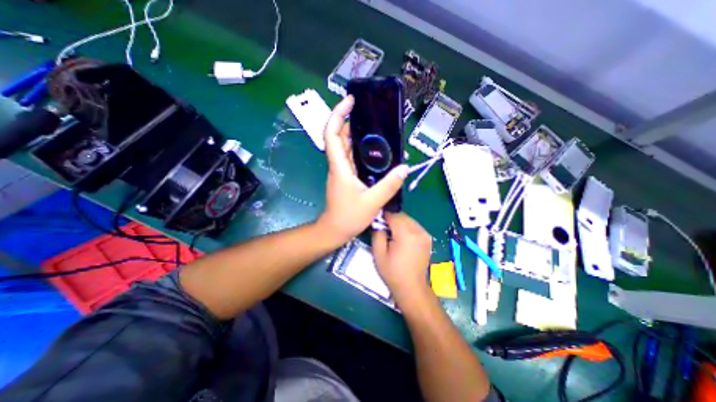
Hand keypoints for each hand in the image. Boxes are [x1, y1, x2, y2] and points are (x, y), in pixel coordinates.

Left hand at [317, 95, 410, 243]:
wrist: (335, 230)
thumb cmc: (349, 216)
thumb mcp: (372, 201)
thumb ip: (389, 185)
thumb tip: (405, 168)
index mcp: (340, 167)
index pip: (332, 134)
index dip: (338, 115)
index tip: (350, 102)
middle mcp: (338, 165)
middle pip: (339, 137)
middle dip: (349, 121)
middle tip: (368, 112)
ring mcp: (341, 171)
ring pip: (345, 147)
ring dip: (356, 135)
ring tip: (375, 128)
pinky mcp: (346, 177)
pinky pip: (351, 158)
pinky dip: (360, 150)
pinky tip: (375, 151)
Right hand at [373, 212, 433, 295]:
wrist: (411, 287)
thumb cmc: (392, 272)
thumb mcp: (378, 254)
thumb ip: (377, 234)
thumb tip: (378, 224)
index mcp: (406, 234)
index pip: (393, 216)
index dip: (384, 217)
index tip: (378, 222)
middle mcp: (418, 231)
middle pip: (402, 216)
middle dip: (392, 219)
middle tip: (384, 229)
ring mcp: (425, 234)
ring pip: (409, 220)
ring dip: (400, 223)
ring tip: (393, 234)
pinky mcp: (428, 238)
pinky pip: (415, 226)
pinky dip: (408, 227)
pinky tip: (403, 238)